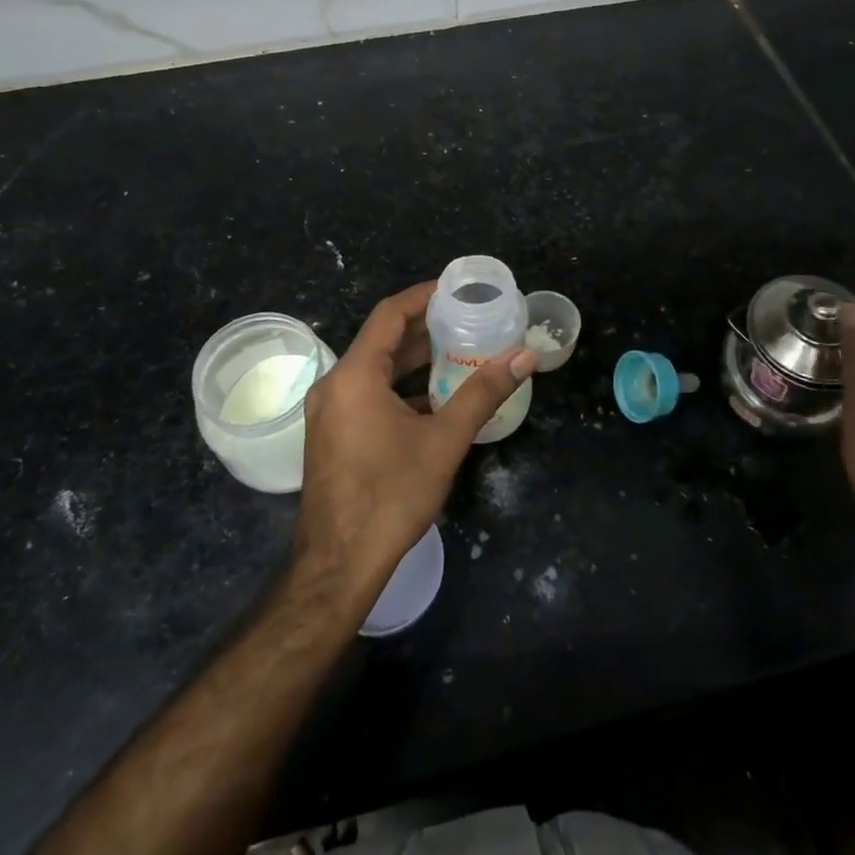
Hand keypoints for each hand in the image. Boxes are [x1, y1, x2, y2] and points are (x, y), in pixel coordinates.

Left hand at [294, 282, 535, 601]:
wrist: (339, 565)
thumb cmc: (391, 496)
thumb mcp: (444, 441)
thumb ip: (483, 393)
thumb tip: (524, 355)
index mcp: (355, 376)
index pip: (389, 314)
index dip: (423, 296)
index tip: (457, 289)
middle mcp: (335, 385)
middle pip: (382, 340)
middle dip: (425, 328)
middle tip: (468, 320)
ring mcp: (329, 412)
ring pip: (375, 369)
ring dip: (414, 360)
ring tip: (459, 351)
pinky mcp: (332, 434)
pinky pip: (368, 394)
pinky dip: (400, 387)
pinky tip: (434, 397)